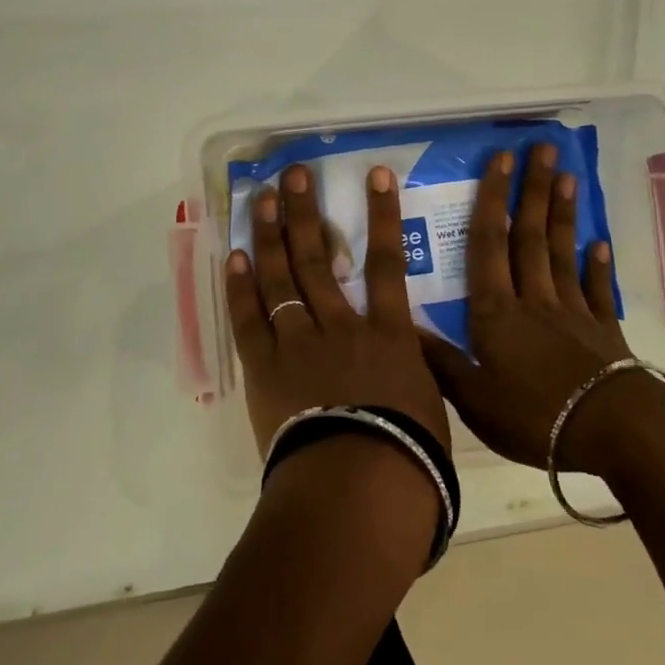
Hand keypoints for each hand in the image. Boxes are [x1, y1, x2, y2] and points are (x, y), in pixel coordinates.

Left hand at [226, 163, 452, 460]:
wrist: (358, 489)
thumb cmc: (408, 456)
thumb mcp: (429, 405)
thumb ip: (415, 372)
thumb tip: (412, 359)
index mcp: (388, 334)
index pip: (388, 262)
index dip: (383, 215)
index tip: (375, 175)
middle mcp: (341, 325)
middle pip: (319, 258)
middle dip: (305, 212)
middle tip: (292, 175)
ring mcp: (299, 343)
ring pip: (282, 278)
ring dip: (269, 236)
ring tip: (260, 199)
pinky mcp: (265, 369)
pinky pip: (250, 319)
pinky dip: (241, 288)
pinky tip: (235, 257)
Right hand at [417, 143, 636, 470]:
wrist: (611, 431)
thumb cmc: (534, 415)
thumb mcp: (474, 398)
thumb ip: (441, 362)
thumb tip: (404, 328)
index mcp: (496, 311)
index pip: (488, 244)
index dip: (491, 199)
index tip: (500, 159)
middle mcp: (533, 299)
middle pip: (529, 236)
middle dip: (533, 189)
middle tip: (543, 148)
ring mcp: (573, 311)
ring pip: (562, 253)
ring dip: (562, 214)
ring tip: (568, 177)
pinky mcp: (603, 330)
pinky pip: (598, 290)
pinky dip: (598, 266)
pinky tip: (599, 244)